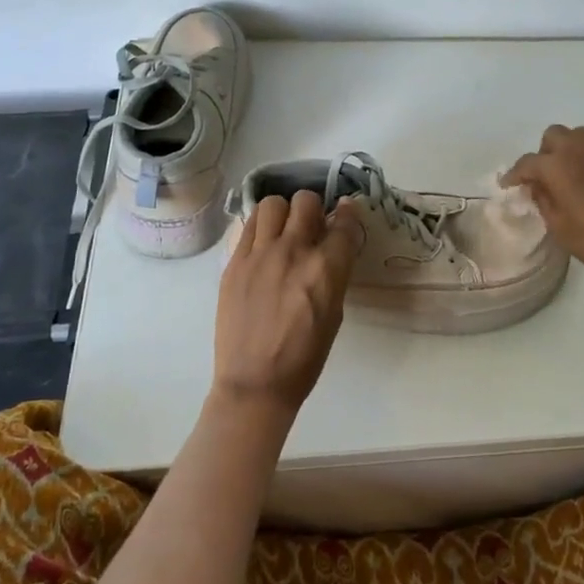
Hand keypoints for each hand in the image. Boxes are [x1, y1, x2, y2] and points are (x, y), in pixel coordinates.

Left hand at [211, 191, 364, 419]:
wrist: (255, 382)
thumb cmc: (305, 357)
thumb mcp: (334, 314)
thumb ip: (334, 274)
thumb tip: (332, 248)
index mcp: (326, 269)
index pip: (345, 223)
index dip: (349, 214)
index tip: (346, 212)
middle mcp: (293, 251)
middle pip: (306, 201)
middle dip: (314, 209)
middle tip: (312, 225)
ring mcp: (259, 254)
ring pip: (272, 204)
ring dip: (284, 212)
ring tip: (283, 230)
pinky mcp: (234, 262)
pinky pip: (249, 225)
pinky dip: (261, 227)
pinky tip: (263, 244)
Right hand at [503, 125, 583, 290]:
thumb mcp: (559, 227)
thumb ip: (543, 200)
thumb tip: (536, 185)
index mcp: (557, 166)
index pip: (527, 163)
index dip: (515, 175)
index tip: (510, 185)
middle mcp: (581, 148)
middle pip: (554, 136)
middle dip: (546, 154)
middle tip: (548, 178)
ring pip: (582, 135)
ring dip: (574, 149)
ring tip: (577, 171)